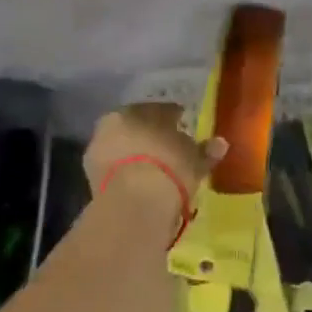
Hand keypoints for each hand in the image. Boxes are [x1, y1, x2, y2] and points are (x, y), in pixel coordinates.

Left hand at [85, 104, 225, 231]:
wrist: (134, 202)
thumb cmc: (168, 166)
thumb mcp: (194, 158)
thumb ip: (206, 150)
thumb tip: (220, 143)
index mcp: (136, 109)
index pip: (159, 109)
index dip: (174, 119)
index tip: (185, 129)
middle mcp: (112, 124)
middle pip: (137, 129)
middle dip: (152, 137)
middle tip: (172, 151)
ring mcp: (98, 151)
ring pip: (125, 151)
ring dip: (138, 158)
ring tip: (159, 173)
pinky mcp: (91, 179)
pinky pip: (117, 173)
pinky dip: (129, 177)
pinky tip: (144, 187)